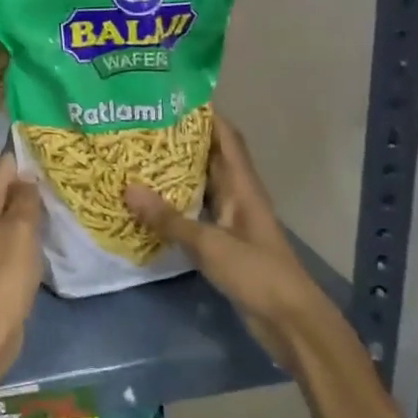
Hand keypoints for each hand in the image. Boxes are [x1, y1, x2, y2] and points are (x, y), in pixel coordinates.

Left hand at [0, 152, 44, 393]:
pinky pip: (16, 234)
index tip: (55, 148)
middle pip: (6, 189)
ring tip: (65, 195)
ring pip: (12, 213)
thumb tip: (27, 176)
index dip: (26, 156)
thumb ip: (25, 198)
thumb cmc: (6, 270)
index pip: (3, 167)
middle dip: (32, 181)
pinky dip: (32, 229)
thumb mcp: (20, 227)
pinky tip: (52, 228)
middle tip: (67, 171)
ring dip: (33, 206)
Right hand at [125, 114, 324, 357]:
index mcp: (242, 186)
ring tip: (139, 156)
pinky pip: (197, 211)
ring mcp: (232, 220)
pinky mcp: (225, 242)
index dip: (206, 115)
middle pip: (211, 157)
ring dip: (177, 171)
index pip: (226, 138)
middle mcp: (238, 196)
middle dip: (182, 140)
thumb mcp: (208, 244)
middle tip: (143, 125)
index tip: (172, 96)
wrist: (289, 320)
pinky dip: (176, 203)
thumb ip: (168, 218)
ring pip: (202, 184)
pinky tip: (150, 202)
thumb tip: (127, 187)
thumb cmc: (256, 272)